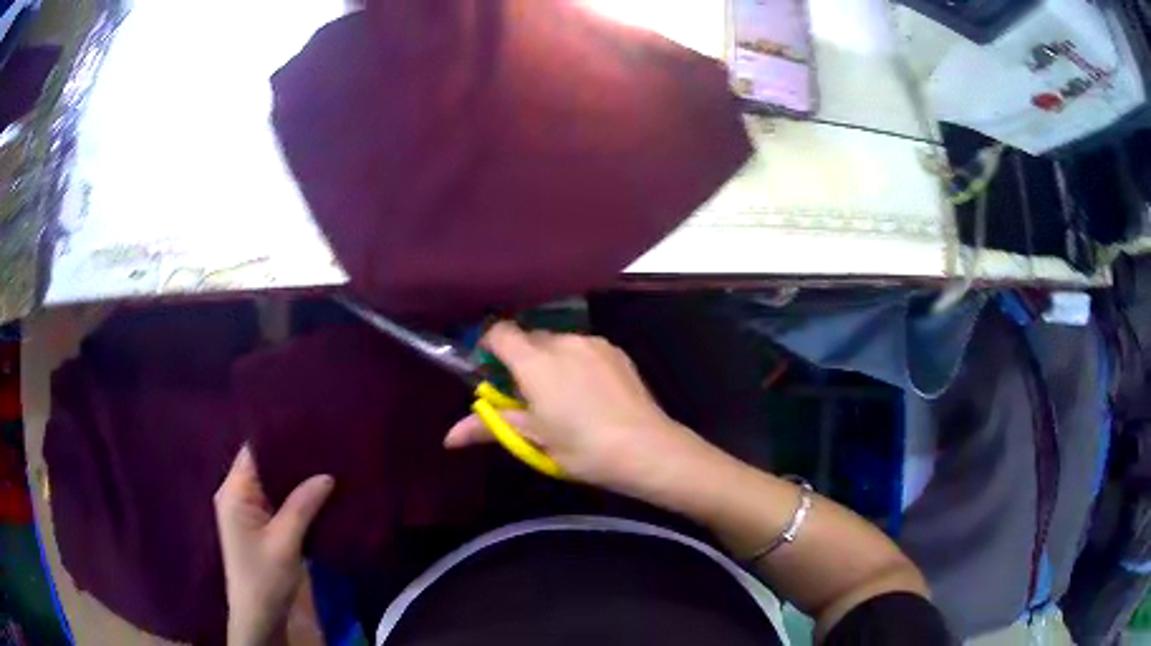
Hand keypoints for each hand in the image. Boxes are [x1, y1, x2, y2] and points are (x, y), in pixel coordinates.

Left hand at [214, 446, 333, 645]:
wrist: (258, 615)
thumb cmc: (265, 578)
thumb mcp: (286, 542)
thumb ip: (303, 505)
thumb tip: (327, 475)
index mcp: (233, 492)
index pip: (253, 451)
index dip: (278, 437)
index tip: (308, 427)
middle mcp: (234, 494)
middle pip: (261, 464)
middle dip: (290, 456)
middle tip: (322, 445)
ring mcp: (243, 509)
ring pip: (269, 482)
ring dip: (292, 476)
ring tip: (323, 463)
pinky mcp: (254, 523)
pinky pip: (272, 499)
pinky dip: (290, 494)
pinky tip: (313, 492)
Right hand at [444, 321, 707, 496]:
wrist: (645, 447)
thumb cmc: (582, 448)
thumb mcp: (534, 440)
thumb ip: (489, 428)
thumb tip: (448, 438)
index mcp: (535, 361)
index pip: (500, 332)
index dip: (488, 346)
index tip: (489, 372)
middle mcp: (562, 342)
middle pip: (529, 338)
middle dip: (520, 360)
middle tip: (525, 396)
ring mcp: (593, 343)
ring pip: (558, 342)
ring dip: (549, 360)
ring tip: (561, 397)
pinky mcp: (615, 350)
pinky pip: (583, 347)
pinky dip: (575, 362)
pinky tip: (588, 393)